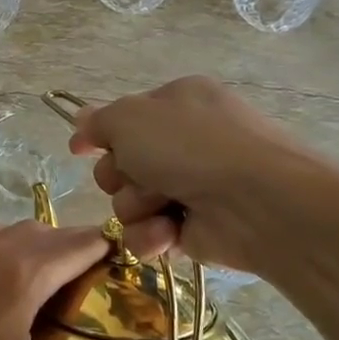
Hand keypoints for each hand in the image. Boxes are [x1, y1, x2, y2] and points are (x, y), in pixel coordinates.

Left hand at [0, 217, 173, 339]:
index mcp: (28, 268)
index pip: (87, 241)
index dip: (114, 252)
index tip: (129, 276)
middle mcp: (3, 244)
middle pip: (57, 233)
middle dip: (82, 254)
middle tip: (96, 295)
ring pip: (23, 232)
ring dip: (46, 250)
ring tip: (55, 291)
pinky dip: (13, 249)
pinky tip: (7, 284)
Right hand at [69, 76, 326, 273]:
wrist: (258, 202)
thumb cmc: (192, 146)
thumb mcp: (131, 118)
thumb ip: (98, 121)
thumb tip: (80, 123)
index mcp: (177, 103)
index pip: (125, 118)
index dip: (102, 135)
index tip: (80, 150)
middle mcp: (185, 143)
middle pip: (121, 164)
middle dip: (120, 175)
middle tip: (137, 176)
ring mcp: (192, 187)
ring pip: (130, 202)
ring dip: (137, 207)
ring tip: (163, 206)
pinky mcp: (195, 230)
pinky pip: (149, 235)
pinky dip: (152, 236)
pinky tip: (168, 234)